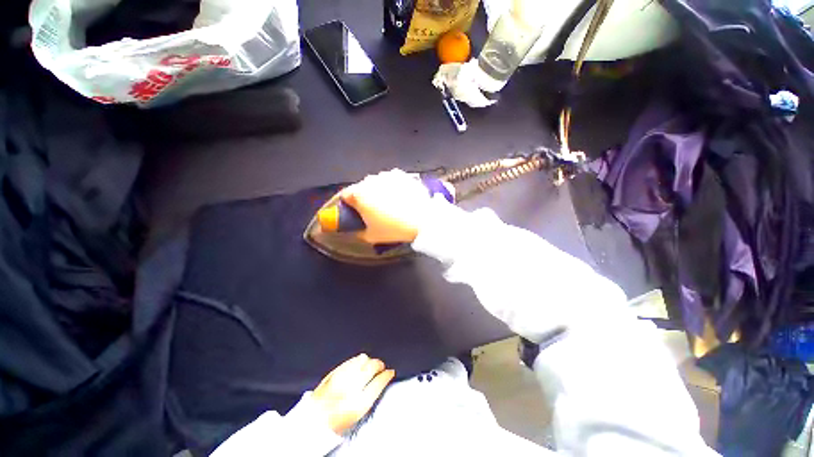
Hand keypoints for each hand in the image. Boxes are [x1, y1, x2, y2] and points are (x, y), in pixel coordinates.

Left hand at [312, 354, 395, 434]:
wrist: (312, 421)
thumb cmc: (336, 422)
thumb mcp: (357, 414)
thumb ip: (370, 395)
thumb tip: (381, 379)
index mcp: (358, 404)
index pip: (378, 383)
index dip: (386, 375)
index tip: (390, 372)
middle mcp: (350, 388)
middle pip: (371, 367)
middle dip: (379, 365)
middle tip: (381, 367)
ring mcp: (341, 377)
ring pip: (362, 359)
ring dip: (369, 361)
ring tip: (370, 365)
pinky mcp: (334, 371)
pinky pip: (351, 359)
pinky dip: (358, 360)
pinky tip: (359, 363)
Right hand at [340, 169, 433, 243]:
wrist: (424, 220)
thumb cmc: (394, 229)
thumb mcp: (371, 236)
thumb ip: (358, 232)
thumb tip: (356, 229)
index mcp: (359, 194)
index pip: (344, 195)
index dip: (346, 205)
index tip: (352, 212)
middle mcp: (371, 180)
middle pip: (361, 188)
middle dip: (364, 198)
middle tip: (372, 211)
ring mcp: (388, 176)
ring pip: (377, 183)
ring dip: (378, 191)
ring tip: (389, 205)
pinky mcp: (403, 175)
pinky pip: (392, 181)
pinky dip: (392, 188)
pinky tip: (400, 198)